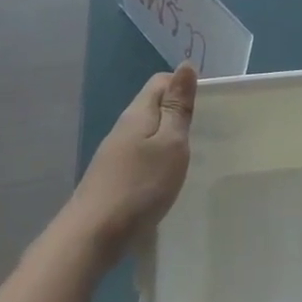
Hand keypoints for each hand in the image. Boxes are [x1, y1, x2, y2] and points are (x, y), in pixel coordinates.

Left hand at [62, 63, 196, 263]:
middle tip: (207, 132)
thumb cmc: (140, 185)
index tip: (209, 106)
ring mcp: (115, 154)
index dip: (184, 86)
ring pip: (148, 133)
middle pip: (153, 106)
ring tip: (193, 155)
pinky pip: (141, 156)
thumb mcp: (170, 143)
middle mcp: (124, 128)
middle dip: (179, 113)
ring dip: (169, 138)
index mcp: (138, 113)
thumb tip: (185, 66)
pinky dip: (158, 159)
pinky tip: (169, 178)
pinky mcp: (114, 177)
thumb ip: (178, 107)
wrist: (93, 235)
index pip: (161, 82)